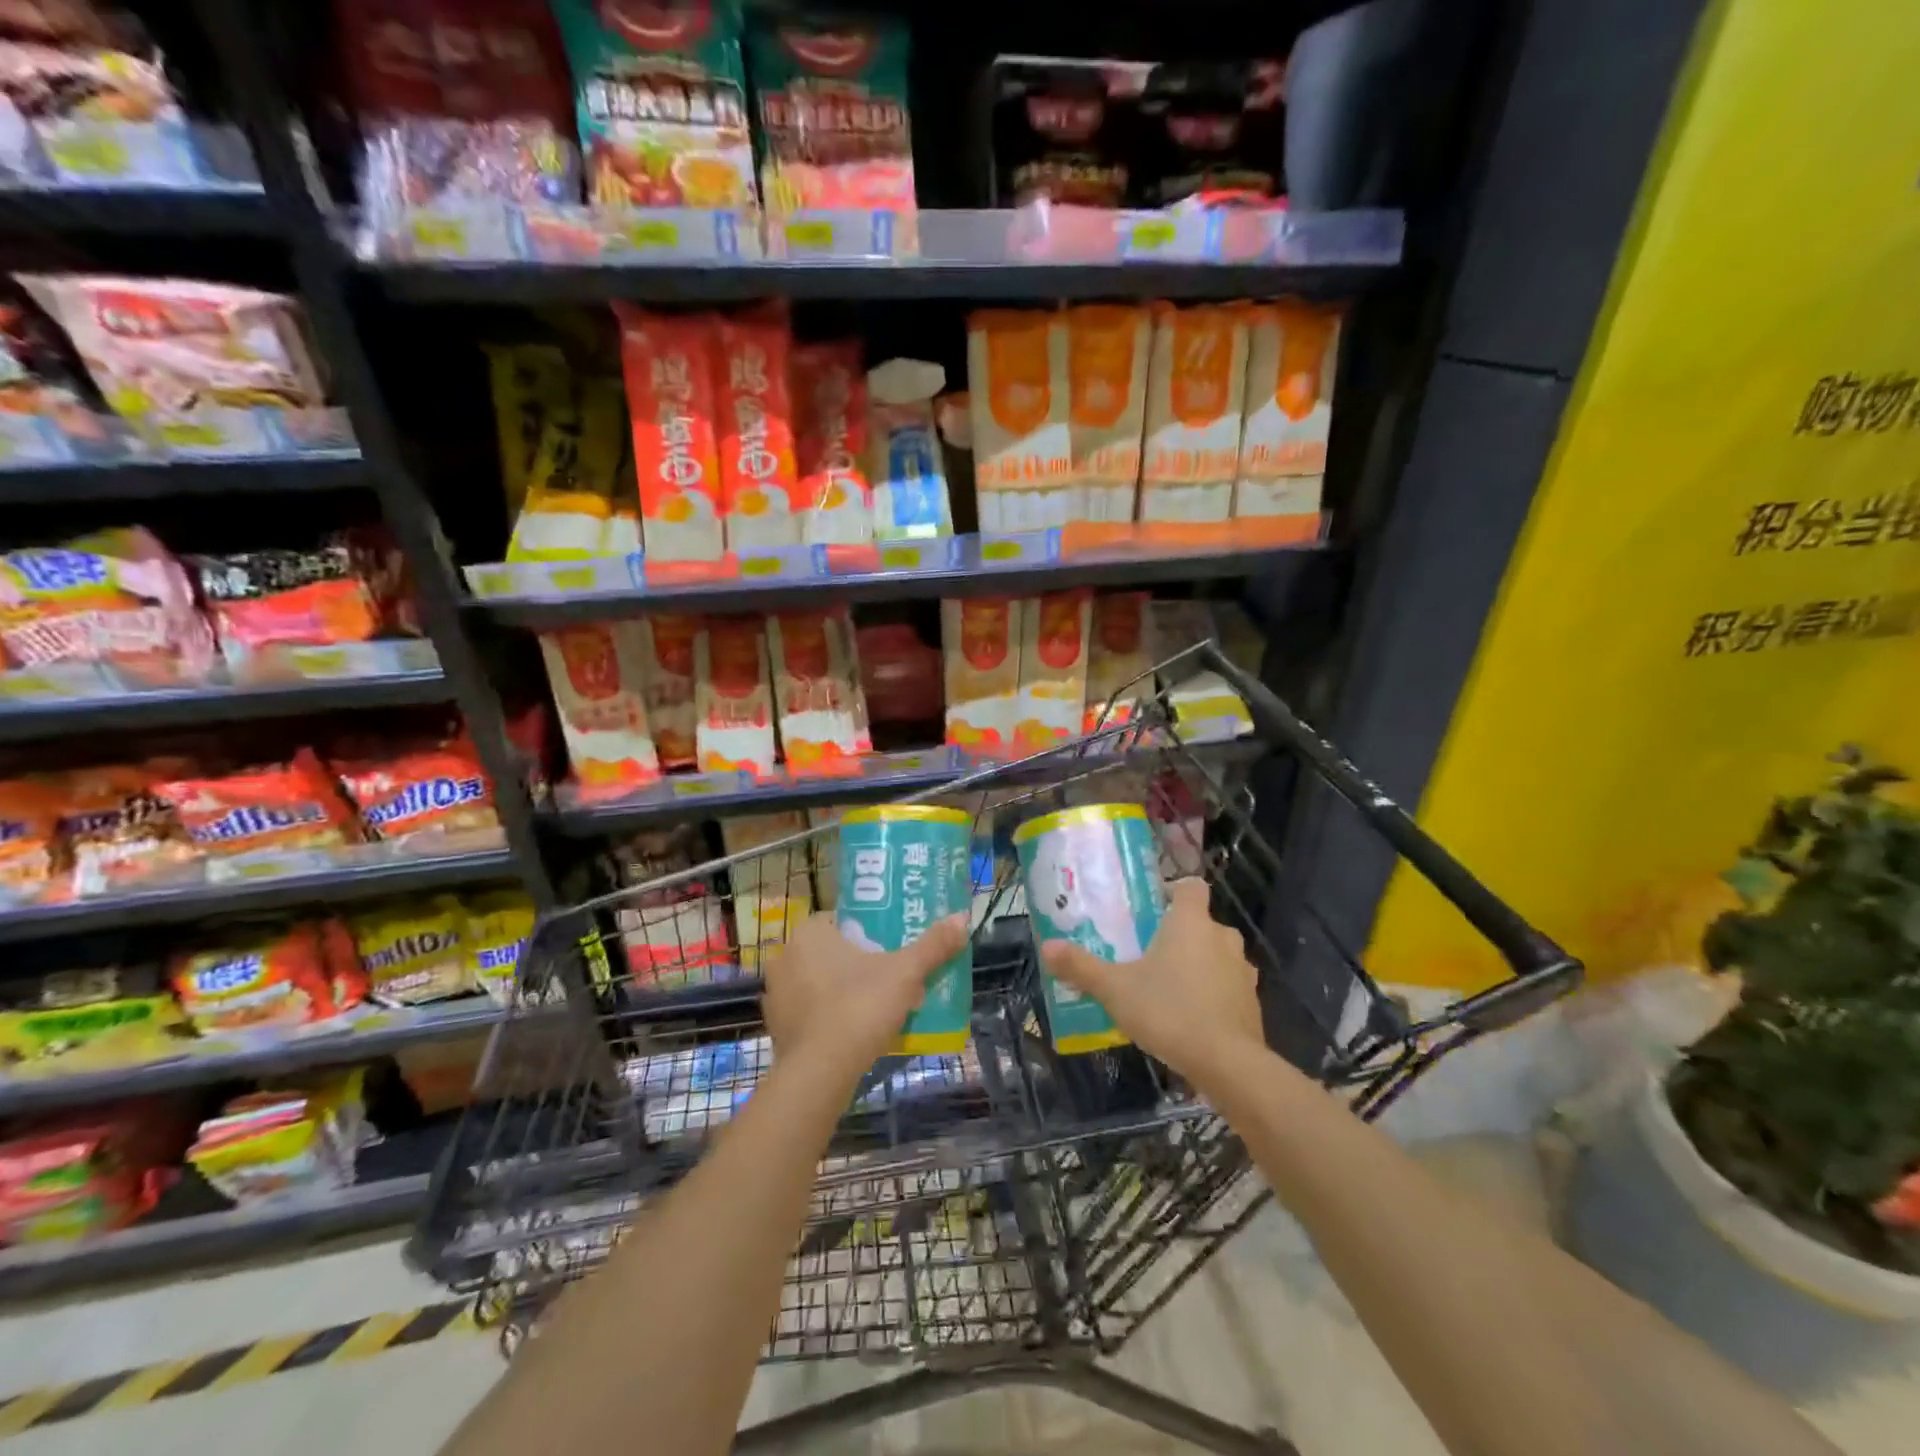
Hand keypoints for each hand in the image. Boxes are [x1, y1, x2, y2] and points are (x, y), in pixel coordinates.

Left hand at [762, 913, 969, 1081]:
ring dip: (841, 991)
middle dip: (857, 964)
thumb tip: (962, 917)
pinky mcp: (775, 1026)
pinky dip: (827, 1018)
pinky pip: (808, 1012)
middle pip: (831, 952)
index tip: (891, 952)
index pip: (842, 921)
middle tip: (888, 981)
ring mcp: (775, 993)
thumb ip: (933, 945)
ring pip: (818, 982)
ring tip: (874, 1009)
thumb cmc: (860, 1007)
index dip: (868, 935)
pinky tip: (851, 1032)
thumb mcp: (905, 973)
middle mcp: (786, 956)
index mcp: (810, 932)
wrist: (820, 1072)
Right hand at [1040, 878, 1264, 1083]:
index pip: (1190, 886)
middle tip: (1149, 954)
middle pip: (1202, 923)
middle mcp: (1222, 937)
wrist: (1227, 1064)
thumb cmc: (1168, 1011)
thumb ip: (1081, 967)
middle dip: (1180, 935)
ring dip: (1198, 965)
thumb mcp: (1114, 989)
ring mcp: (1243, 971)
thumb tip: (1046, 946)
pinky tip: (1191, 1018)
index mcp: (1190, 922)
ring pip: (1217, 956)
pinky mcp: (1252, 1003)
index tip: (1153, 908)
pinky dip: (1213, 995)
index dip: (1174, 891)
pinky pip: (1228, 987)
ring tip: (1168, 988)